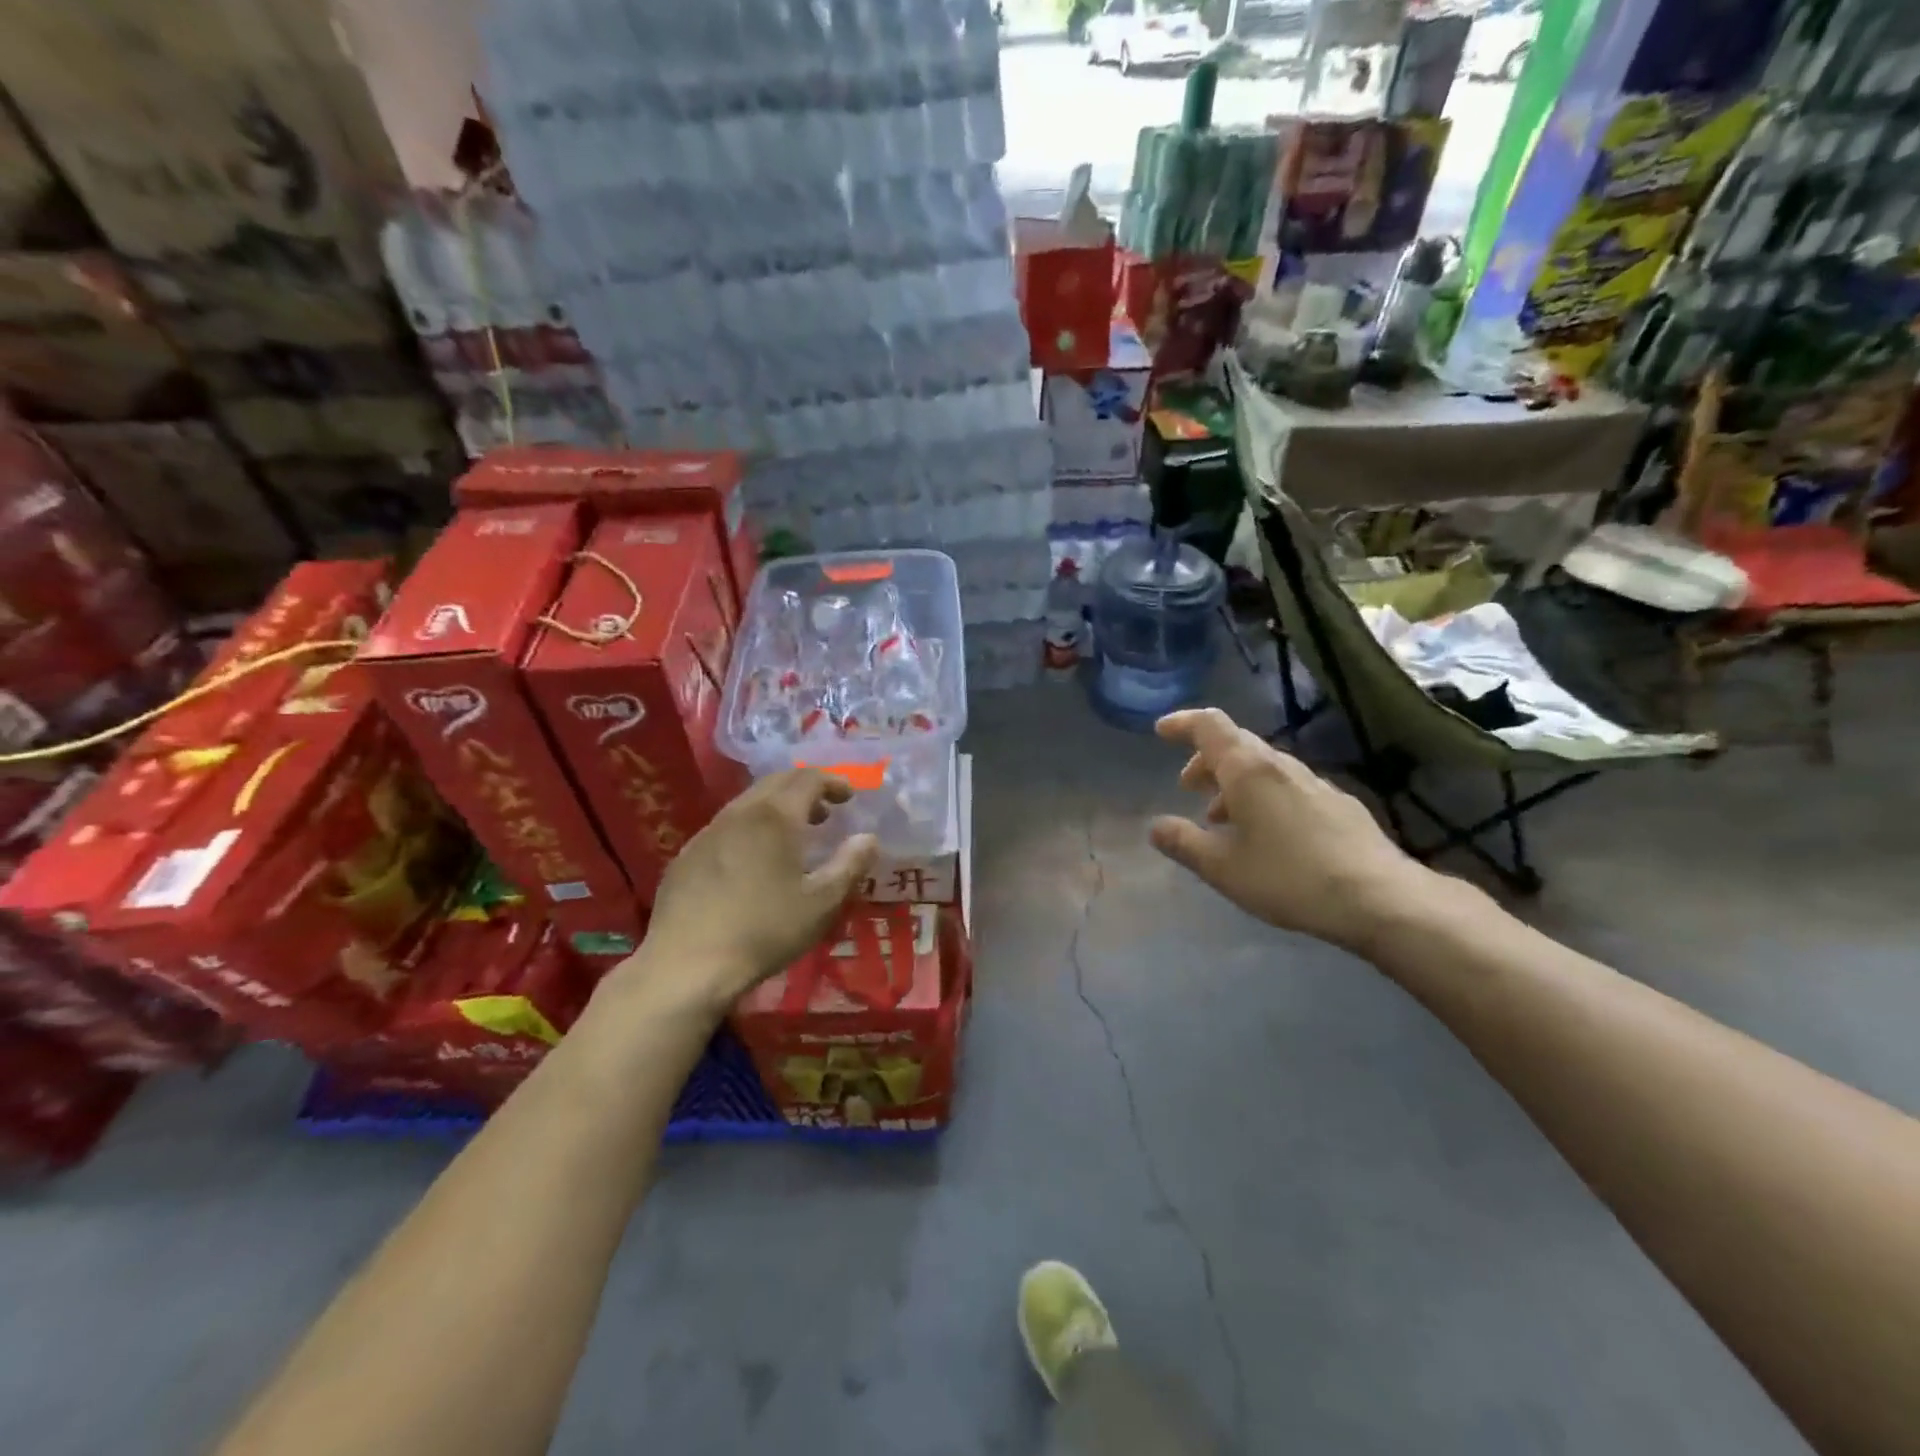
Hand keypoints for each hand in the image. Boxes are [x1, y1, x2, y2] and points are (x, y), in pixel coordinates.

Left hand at [626, 770, 877, 1016]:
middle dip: (805, 788)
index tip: (850, 796)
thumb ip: (850, 865)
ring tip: (794, 835)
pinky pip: (726, 825)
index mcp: (776, 817)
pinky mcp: (687, 854)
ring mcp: (708, 832)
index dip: (833, 781)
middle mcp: (740, 812)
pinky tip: (753, 860)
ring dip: (777, 807)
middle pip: (777, 782)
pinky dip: (751, 826)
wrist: (687, 964)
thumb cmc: (764, 931)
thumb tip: (868, 838)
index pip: (809, 778)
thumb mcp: (821, 904)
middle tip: (826, 811)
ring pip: (749, 802)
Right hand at [1149, 708, 1433, 952]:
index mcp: (1247, 770)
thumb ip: (1184, 843)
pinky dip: (1263, 796)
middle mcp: (1280, 766)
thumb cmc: (1288, 877)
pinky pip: (1287, 786)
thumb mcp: (1222, 868)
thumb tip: (1156, 826)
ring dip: (1234, 782)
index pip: (1209, 726)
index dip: (1182, 723)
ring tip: (1221, 818)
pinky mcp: (1338, 804)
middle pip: (1236, 744)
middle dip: (1206, 760)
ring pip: (1263, 767)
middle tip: (1187, 786)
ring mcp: (1314, 782)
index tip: (1161, 732)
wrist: (1379, 898)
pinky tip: (1266, 834)